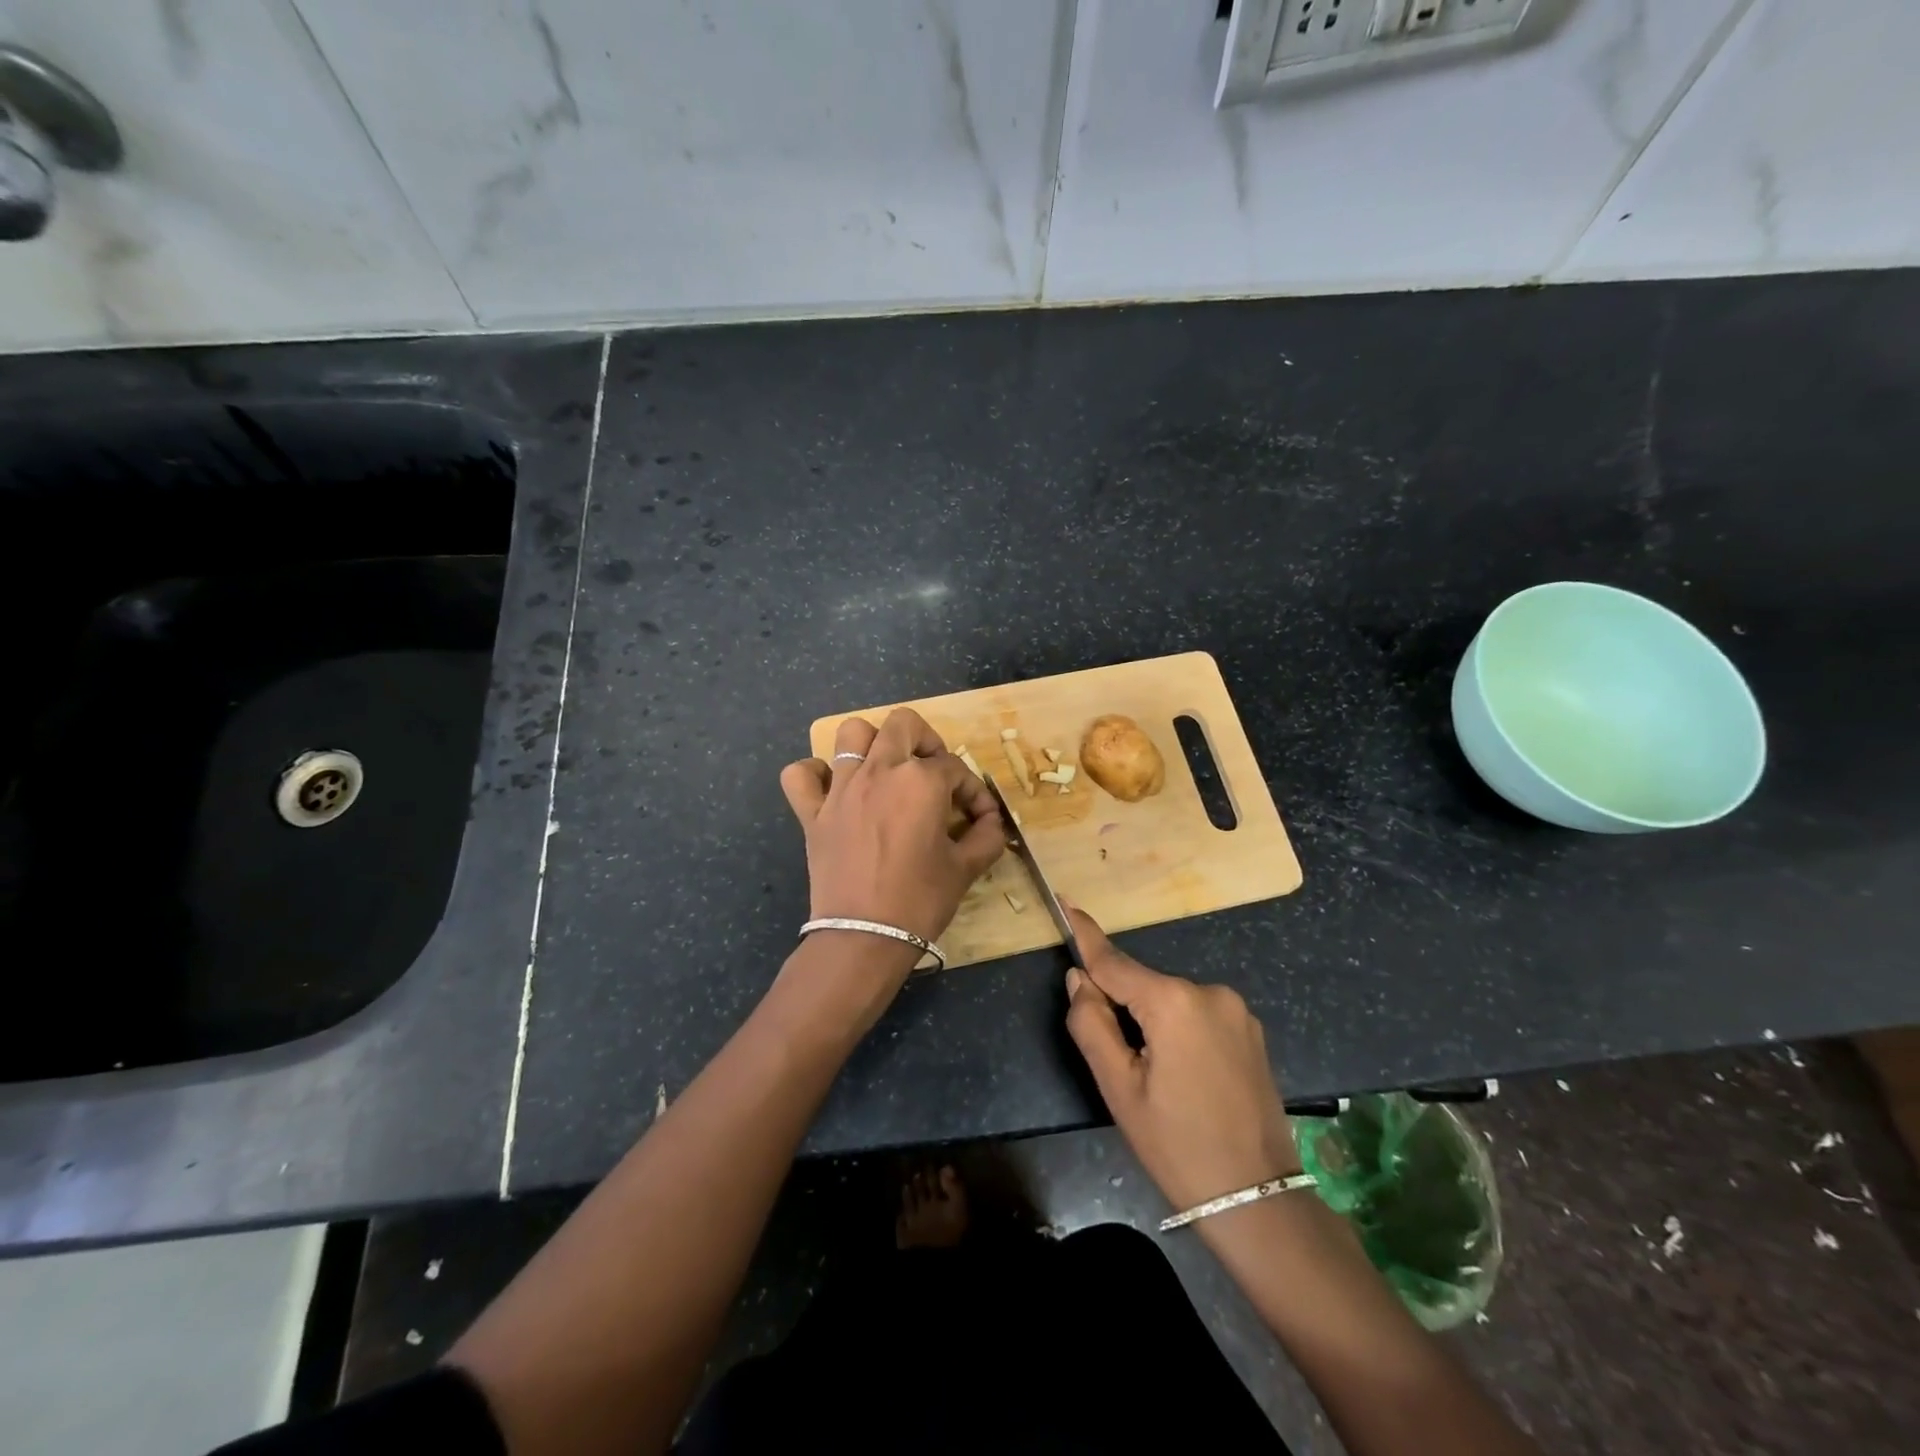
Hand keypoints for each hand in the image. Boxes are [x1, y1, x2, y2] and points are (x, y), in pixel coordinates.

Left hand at [779, 709, 1005, 952]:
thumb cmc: (920, 900)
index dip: (973, 791)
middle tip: (933, 773)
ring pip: (851, 733)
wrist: (864, 936)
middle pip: (903, 724)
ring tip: (886, 770)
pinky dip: (815, 774)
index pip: (955, 769)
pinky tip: (833, 789)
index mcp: (921, 781)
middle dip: (926, 741)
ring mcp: (841, 788)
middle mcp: (879, 771)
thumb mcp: (965, 868)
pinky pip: (800, 774)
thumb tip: (992, 821)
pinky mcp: (812, 812)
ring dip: (872, 744)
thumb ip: (986, 836)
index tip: (979, 817)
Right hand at [1062, 906, 1297, 1213]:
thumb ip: (1091, 1023)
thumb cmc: (1177, 1146)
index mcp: (1173, 1002)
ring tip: (1156, 1078)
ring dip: (1151, 1020)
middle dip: (1120, 1004)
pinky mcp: (1250, 1028)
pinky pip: (1197, 1013)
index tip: (1067, 902)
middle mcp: (1208, 991)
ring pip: (1170, 1000)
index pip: (1115, 962)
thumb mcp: (1118, 1089)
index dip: (1087, 936)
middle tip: (1117, 1060)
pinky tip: (1185, 1075)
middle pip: (1142, 984)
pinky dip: (1178, 1028)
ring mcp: (1236, 1009)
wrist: (1258, 1199)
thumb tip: (1080, 979)